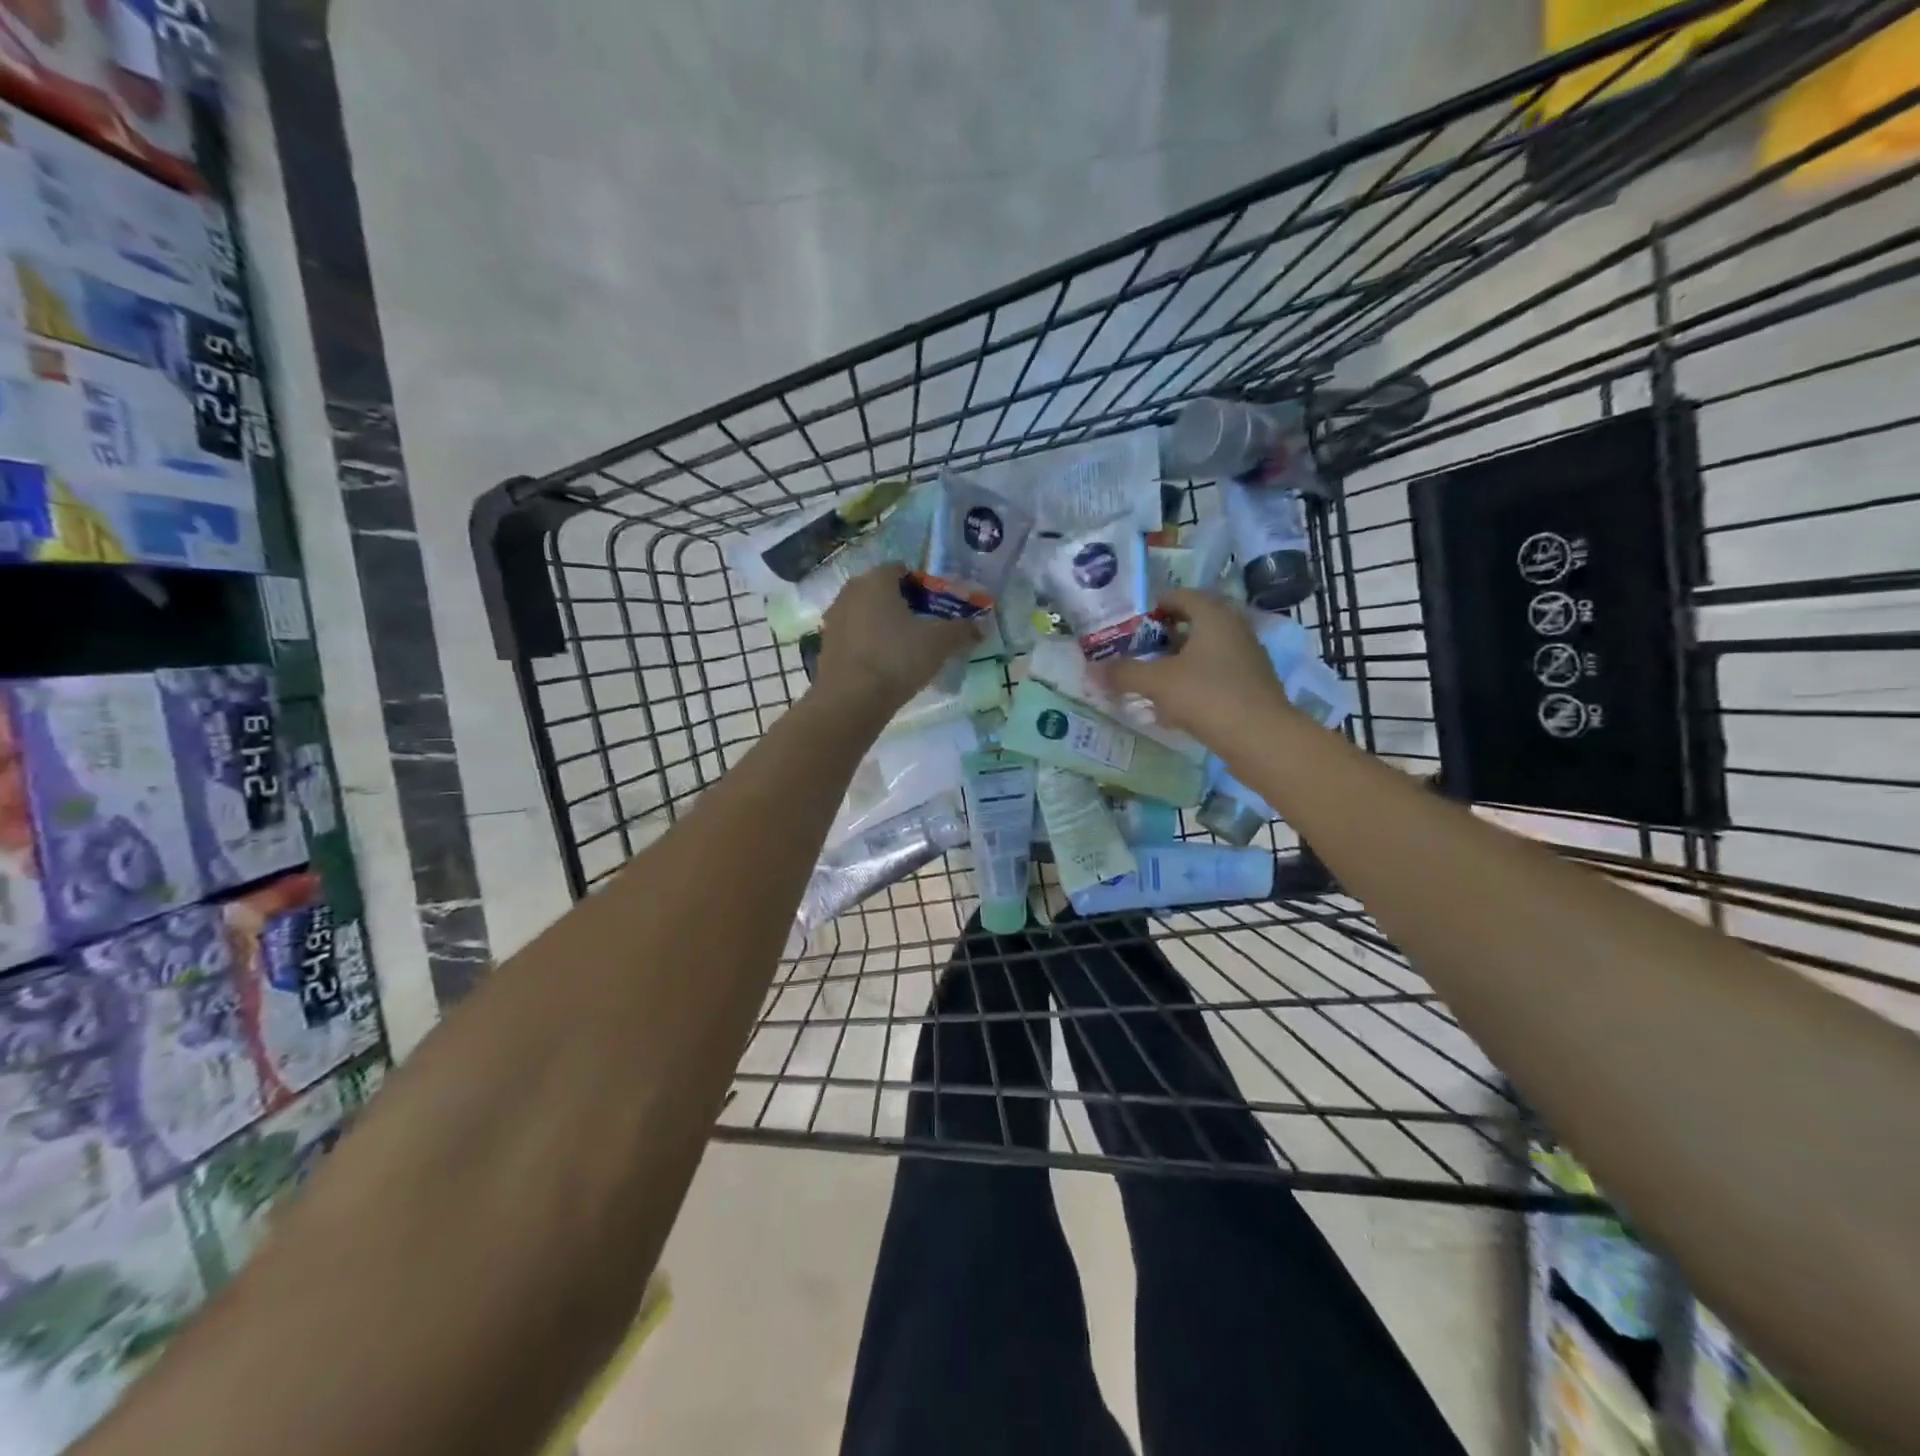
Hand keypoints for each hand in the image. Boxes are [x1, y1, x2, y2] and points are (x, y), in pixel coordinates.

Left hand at [814, 566, 979, 714]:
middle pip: (882, 590)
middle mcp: (851, 591)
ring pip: (867, 613)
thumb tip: (983, 627)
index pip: (902, 569)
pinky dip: (869, 643)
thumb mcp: (939, 643)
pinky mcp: (827, 645)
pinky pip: (855, 635)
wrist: (850, 700)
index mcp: (876, 580)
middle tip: (925, 627)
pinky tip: (884, 664)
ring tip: (906, 648)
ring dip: (884, 624)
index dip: (923, 585)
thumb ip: (962, 630)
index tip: (937, 607)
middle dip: (904, 604)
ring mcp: (834, 618)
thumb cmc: (897, 658)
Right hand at [1100, 589, 1290, 743]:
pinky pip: (1215, 676)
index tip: (1132, 625)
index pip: (1180, 596)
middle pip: (1193, 623)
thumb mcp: (1157, 682)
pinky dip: (1193, 683)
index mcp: (1214, 615)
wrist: (1261, 738)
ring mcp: (1246, 658)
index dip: (1154, 607)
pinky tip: (1174, 707)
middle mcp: (1234, 629)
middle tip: (1138, 652)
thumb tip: (1091, 669)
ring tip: (1151, 680)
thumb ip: (1124, 673)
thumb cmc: (1207, 696)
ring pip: (1204, 652)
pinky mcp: (1251, 686)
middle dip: (1163, 637)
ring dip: (1178, 662)